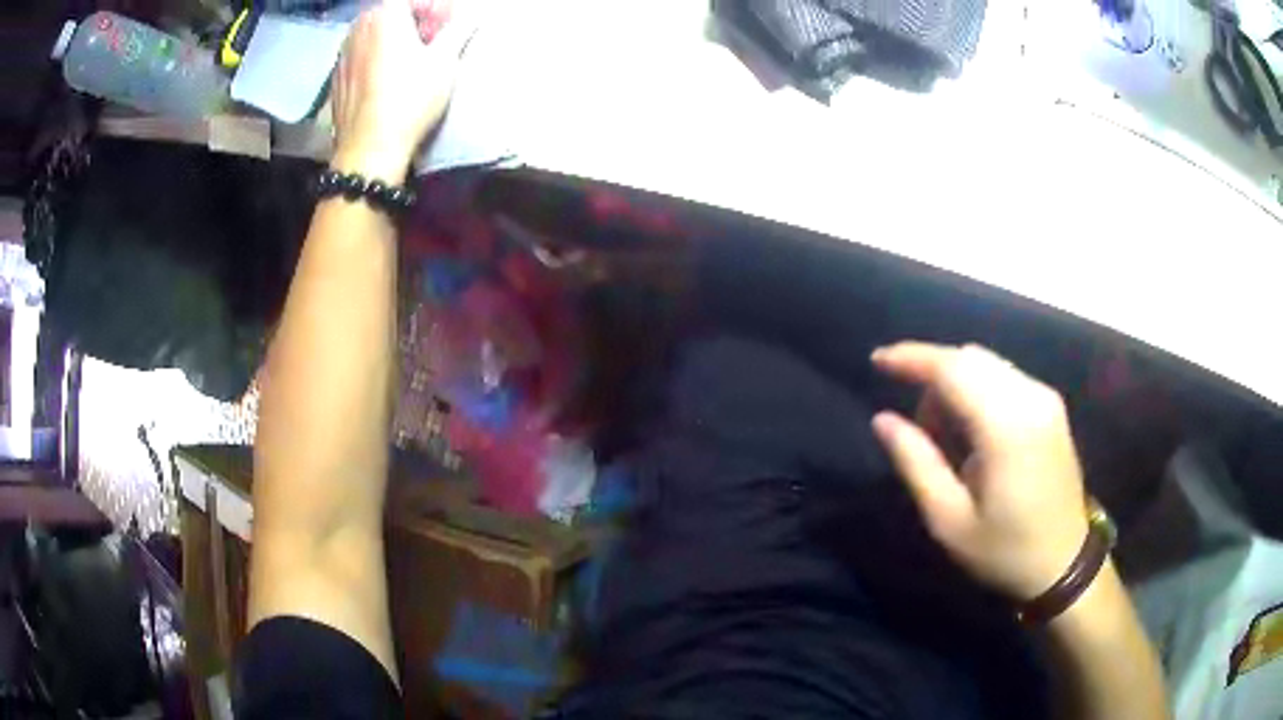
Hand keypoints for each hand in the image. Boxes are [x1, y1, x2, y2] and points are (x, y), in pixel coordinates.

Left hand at [331, 0, 468, 182]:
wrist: (369, 149)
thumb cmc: (410, 98)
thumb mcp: (445, 61)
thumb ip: (459, 30)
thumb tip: (472, 15)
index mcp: (385, 15)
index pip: (416, 0)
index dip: (439, 9)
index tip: (453, 24)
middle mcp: (359, 27)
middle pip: (392, 13)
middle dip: (416, 21)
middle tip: (436, 39)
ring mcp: (342, 53)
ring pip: (374, 34)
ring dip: (395, 39)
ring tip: (413, 59)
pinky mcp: (336, 78)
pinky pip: (360, 55)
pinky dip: (377, 57)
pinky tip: (389, 78)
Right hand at [870, 342, 1089, 600]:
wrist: (1065, 562)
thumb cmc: (1004, 550)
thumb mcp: (949, 521)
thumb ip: (916, 463)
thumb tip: (883, 420)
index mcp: (1006, 427)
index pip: (952, 368)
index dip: (911, 357)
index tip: (877, 360)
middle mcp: (1030, 398)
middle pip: (969, 358)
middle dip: (931, 373)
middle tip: (915, 425)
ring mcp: (1045, 398)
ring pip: (986, 363)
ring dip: (955, 382)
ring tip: (942, 433)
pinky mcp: (1051, 405)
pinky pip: (1004, 376)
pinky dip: (977, 388)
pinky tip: (971, 429)